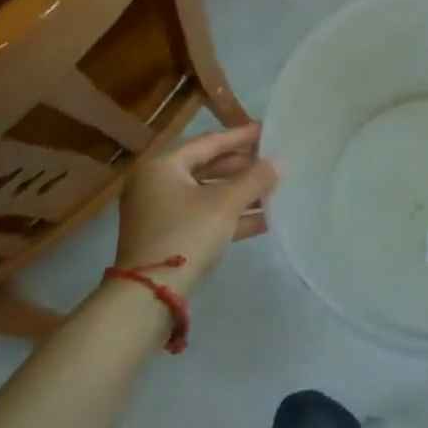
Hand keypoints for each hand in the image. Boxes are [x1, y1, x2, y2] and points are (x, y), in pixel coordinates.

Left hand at [112, 123, 278, 294]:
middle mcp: (156, 185)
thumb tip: (278, 164)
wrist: (149, 297)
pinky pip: (203, 217)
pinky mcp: (167, 238)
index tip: (266, 131)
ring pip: (207, 195)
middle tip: (272, 164)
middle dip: (242, 169)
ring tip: (273, 192)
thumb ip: (254, 180)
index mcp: (162, 167)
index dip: (240, 137)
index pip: (207, 143)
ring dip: (240, 194)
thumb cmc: (186, 236)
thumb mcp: (225, 205)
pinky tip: (262, 221)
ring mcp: (160, 213)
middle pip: (206, 168)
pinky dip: (229, 217)